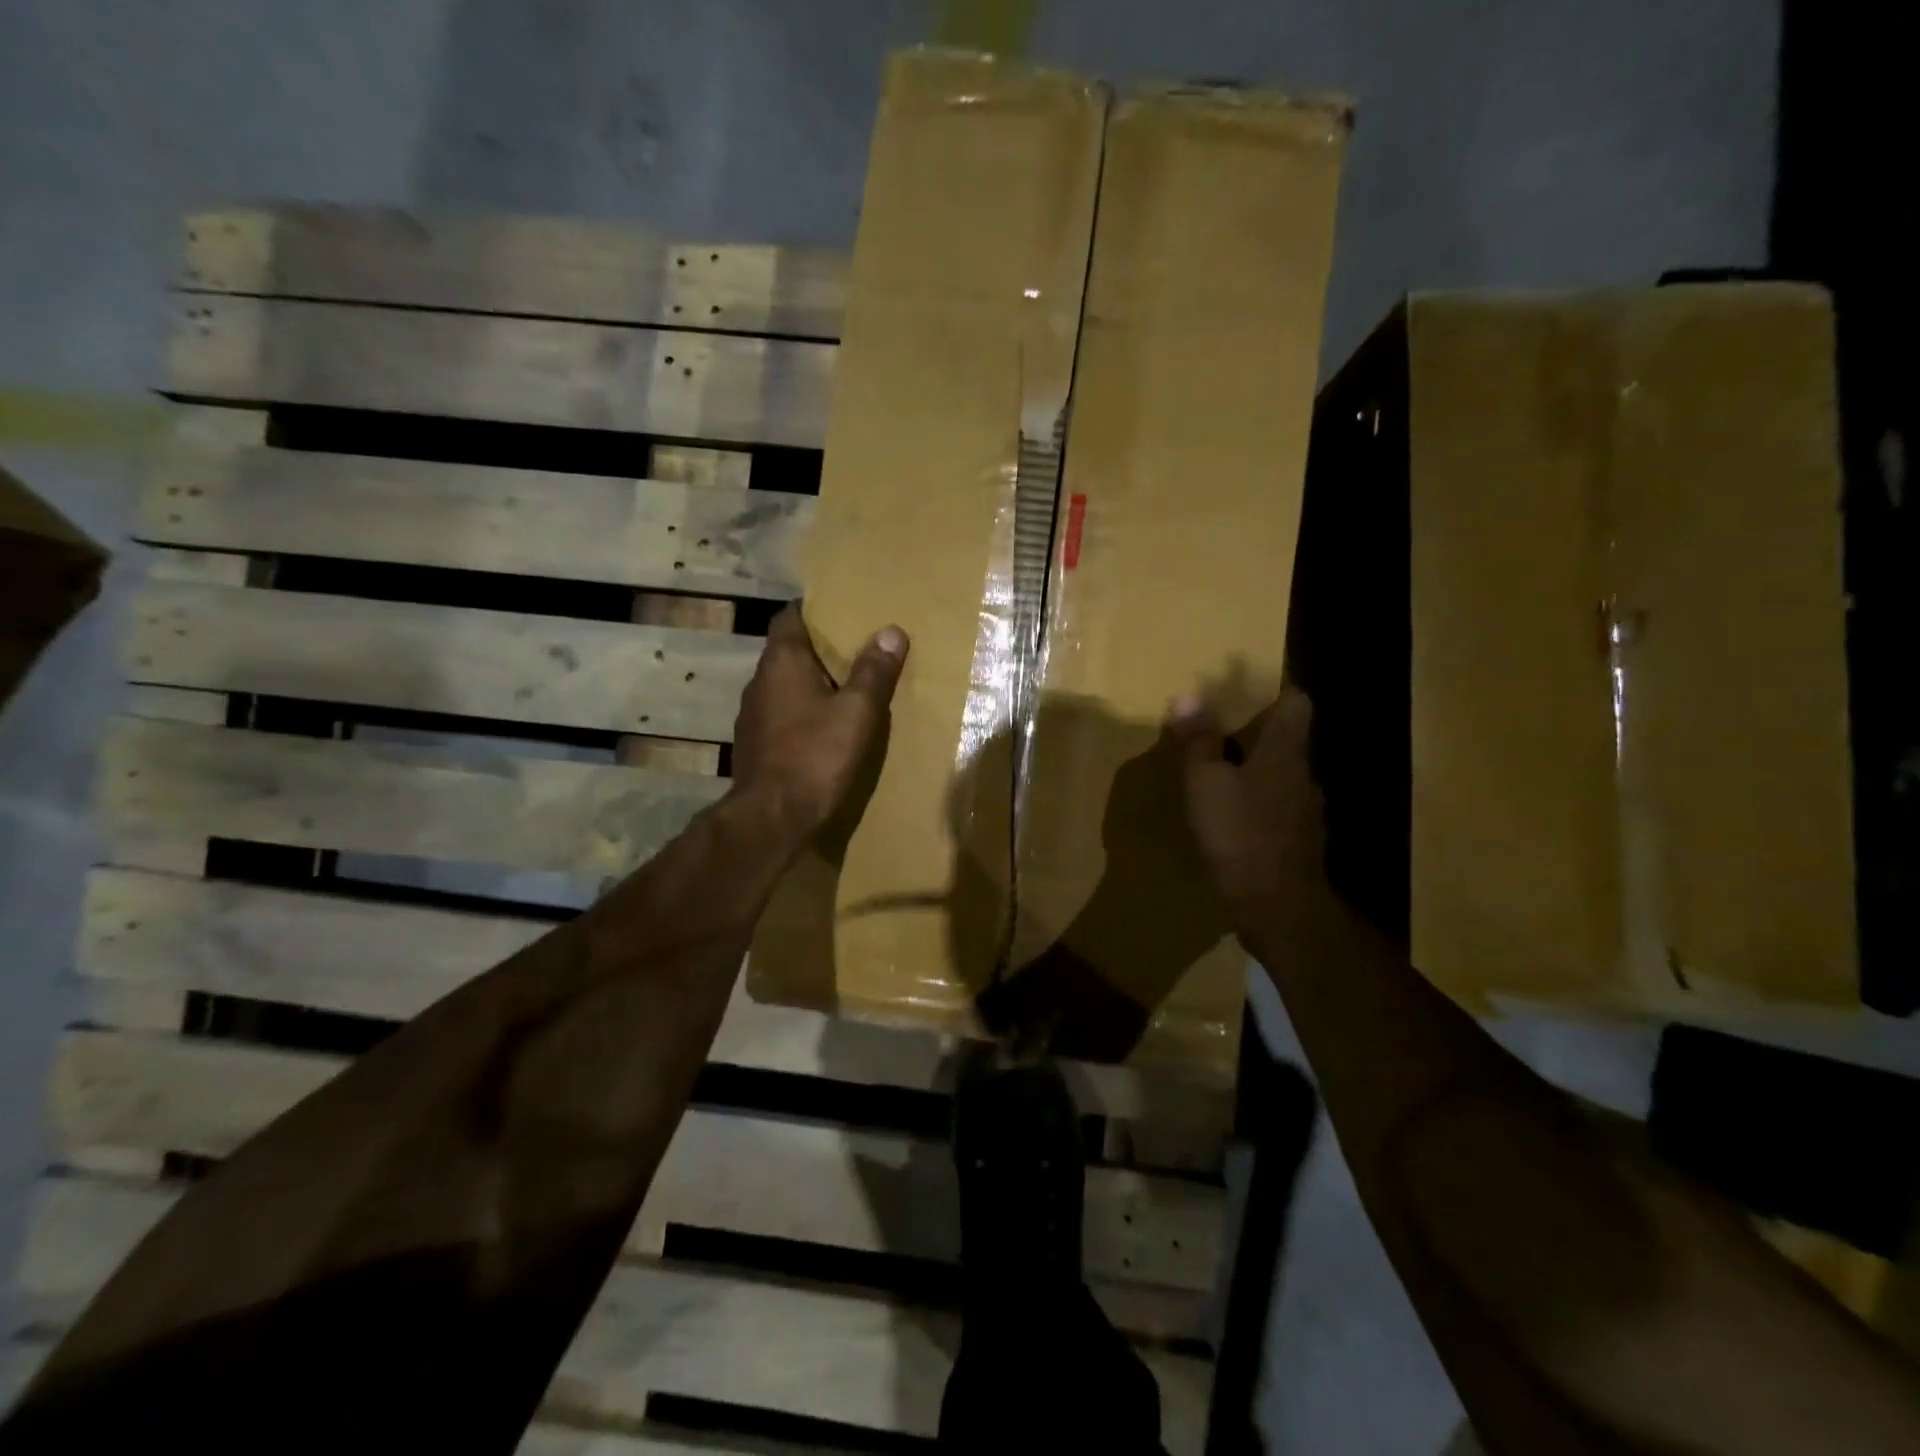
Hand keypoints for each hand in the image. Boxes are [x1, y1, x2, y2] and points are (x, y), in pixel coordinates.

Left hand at [730, 604, 908, 842]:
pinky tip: (825, 728)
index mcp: (782, 662)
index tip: (842, 610)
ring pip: (785, 686)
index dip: (814, 609)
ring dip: (810, 683)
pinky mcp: (755, 745)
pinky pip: (782, 715)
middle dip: (820, 649)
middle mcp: (760, 681)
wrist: (773, 818)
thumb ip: (874, 671)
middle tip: (856, 649)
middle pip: (789, 651)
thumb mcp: (857, 712)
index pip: (790, 616)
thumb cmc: (816, 755)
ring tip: (845, 688)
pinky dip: (802, 712)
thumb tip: (892, 631)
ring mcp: (753, 716)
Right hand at [1167, 686, 1345, 944]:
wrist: (1278, 906)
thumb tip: (1188, 696)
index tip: (1250, 688)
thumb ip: (1198, 741)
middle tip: (1221, 730)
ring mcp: (1306, 812)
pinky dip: (1258, 804)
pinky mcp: (1298, 842)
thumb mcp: (1206, 783)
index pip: (1297, 704)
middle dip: (1258, 733)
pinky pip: (1277, 809)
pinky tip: (1233, 818)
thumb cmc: (1240, 833)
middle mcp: (1303, 776)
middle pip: (1288, 741)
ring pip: (1282, 777)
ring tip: (1222, 774)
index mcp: (1285, 752)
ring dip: (1257, 770)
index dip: (1278, 690)